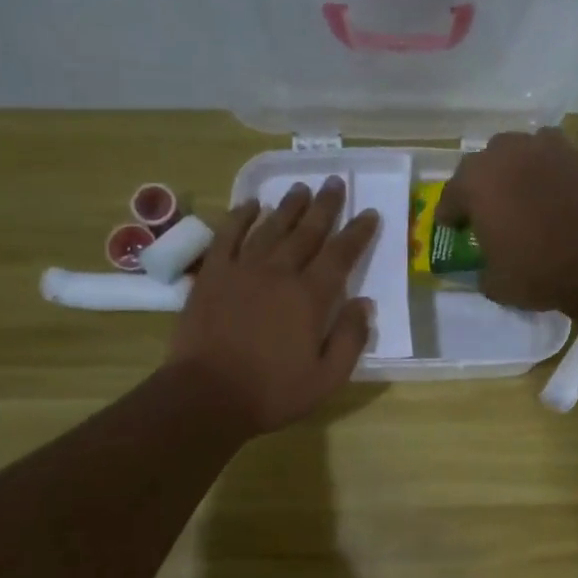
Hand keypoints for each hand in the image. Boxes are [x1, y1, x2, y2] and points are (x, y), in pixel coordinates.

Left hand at [168, 177, 378, 434]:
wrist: (207, 395)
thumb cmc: (273, 392)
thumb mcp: (327, 378)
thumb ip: (351, 339)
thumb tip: (365, 304)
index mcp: (311, 297)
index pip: (341, 255)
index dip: (358, 232)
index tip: (369, 213)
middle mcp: (279, 273)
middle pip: (307, 231)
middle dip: (325, 206)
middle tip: (335, 182)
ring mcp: (242, 270)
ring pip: (270, 227)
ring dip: (288, 206)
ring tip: (302, 188)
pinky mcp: (212, 275)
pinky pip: (227, 236)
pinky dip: (240, 217)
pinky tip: (250, 204)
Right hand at [434, 128, 577, 309]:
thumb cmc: (537, 270)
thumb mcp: (497, 284)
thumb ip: (485, 271)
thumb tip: (487, 270)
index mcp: (477, 181)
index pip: (452, 194)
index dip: (451, 212)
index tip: (453, 226)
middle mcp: (511, 153)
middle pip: (490, 160)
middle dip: (489, 181)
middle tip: (494, 207)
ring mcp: (553, 149)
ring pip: (531, 149)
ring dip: (527, 167)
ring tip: (532, 192)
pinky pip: (567, 164)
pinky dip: (563, 178)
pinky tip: (569, 199)